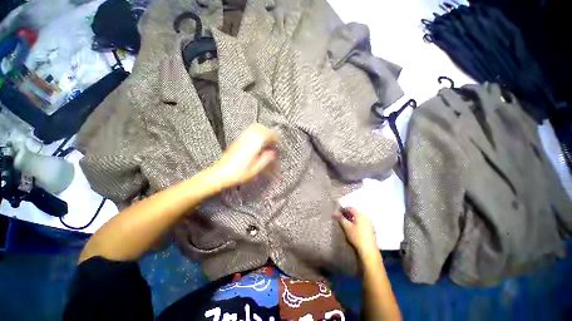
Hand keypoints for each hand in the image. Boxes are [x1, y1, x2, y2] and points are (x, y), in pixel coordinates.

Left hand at [210, 123, 278, 189]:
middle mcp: (246, 140)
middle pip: (260, 128)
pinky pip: (249, 132)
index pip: (266, 134)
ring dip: (263, 132)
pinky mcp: (238, 141)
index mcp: (252, 146)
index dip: (275, 137)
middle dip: (269, 133)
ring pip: (254, 128)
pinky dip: (257, 134)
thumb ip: (266, 159)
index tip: (278, 142)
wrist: (221, 174)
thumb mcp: (255, 170)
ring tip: (267, 142)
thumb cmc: (237, 174)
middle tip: (273, 141)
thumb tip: (273, 152)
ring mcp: (241, 139)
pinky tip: (258, 143)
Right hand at [337, 207, 378, 258]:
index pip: (350, 208)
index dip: (343, 210)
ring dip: (352, 219)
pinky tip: (354, 229)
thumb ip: (340, 218)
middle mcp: (366, 217)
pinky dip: (357, 223)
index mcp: (360, 215)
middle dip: (347, 215)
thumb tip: (334, 212)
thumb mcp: (346, 227)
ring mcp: (369, 223)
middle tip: (341, 220)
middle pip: (355, 212)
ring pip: (358, 218)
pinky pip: (362, 222)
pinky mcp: (371, 229)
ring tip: (346, 225)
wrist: (368, 250)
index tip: (338, 214)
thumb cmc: (357, 237)